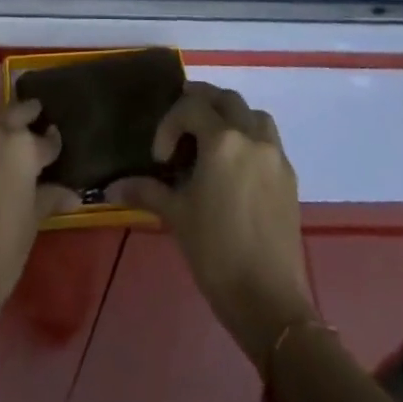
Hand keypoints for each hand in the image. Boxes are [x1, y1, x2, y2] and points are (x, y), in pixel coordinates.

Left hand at [0, 99, 79, 339]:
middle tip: (36, 119)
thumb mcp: (31, 223)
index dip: (53, 144)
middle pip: (14, 113)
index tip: (55, 147)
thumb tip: (71, 193)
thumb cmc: (1, 252)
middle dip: (27, 115)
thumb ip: (49, 196)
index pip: (46, 139)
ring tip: (7, 145)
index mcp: (21, 147)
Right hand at [108, 82, 316, 365]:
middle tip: (181, 127)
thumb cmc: (216, 254)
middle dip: (201, 104)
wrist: (270, 302)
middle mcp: (252, 137)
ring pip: (253, 114)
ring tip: (212, 140)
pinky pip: (268, 140)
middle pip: (226, 99)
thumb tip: (113, 187)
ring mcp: (275, 156)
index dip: (169, 125)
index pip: (191, 107)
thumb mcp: (177, 217)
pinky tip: (235, 166)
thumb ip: (146, 191)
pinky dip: (250, 138)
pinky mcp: (289, 177)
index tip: (160, 158)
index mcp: (223, 141)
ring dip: (231, 116)